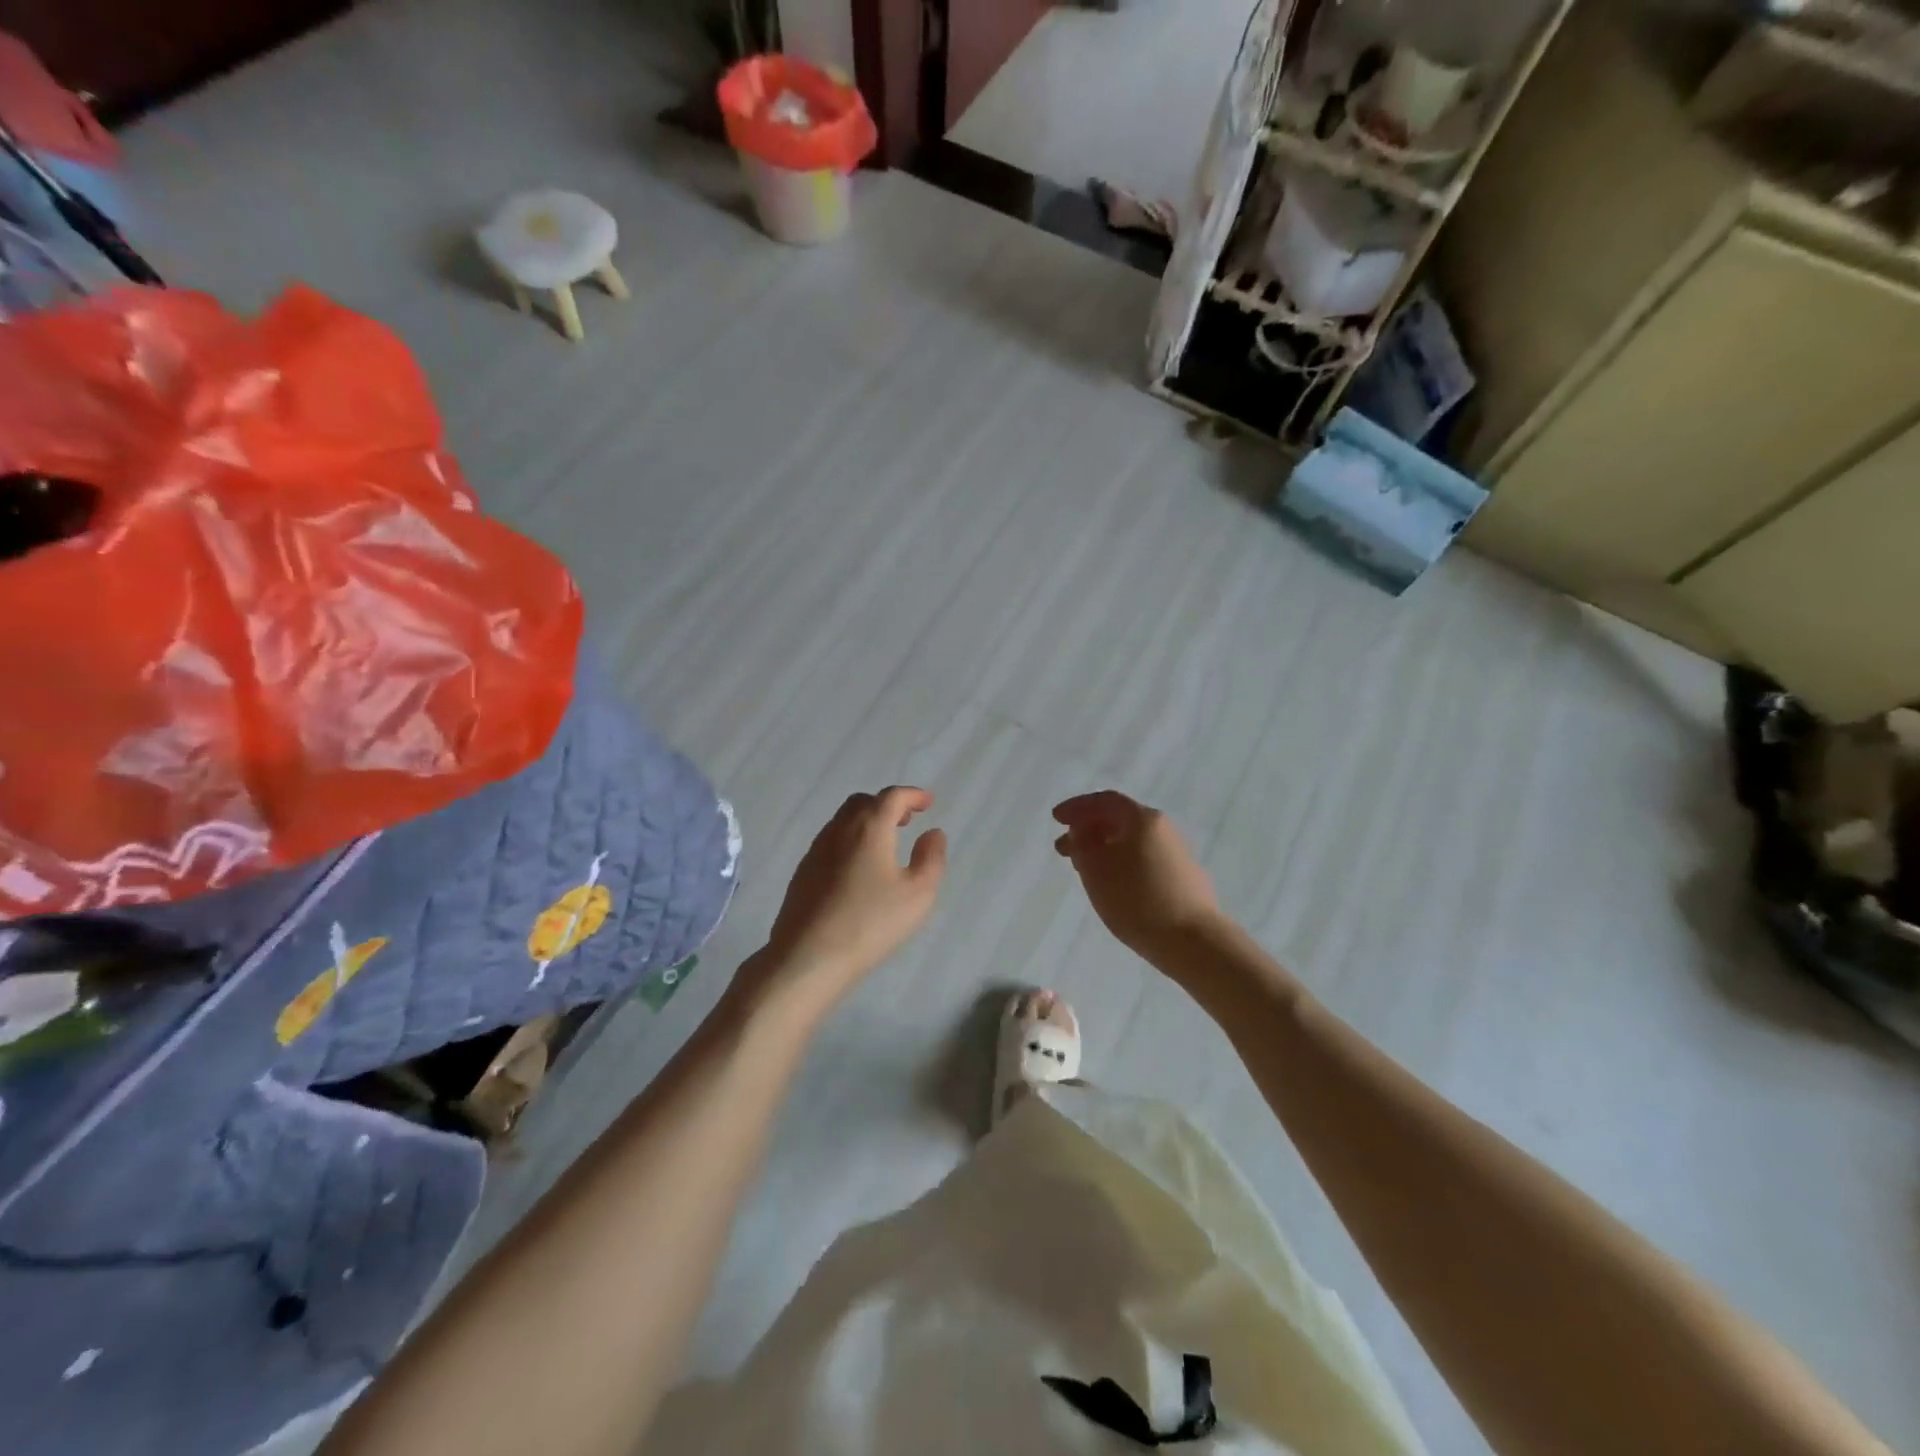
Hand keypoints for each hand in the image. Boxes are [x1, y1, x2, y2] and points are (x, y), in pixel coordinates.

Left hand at [757, 786, 946, 1014]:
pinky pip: (831, 842)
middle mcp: (839, 830)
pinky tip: (858, 868)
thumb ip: (931, 858)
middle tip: (906, 820)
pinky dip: (850, 840)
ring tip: (885, 843)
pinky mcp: (803, 872)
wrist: (808, 956)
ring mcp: (816, 850)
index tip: (928, 802)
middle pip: (863, 802)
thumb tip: (933, 833)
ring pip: (843, 821)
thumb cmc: (870, 923)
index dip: (912, 795)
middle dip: (887, 804)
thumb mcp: (918, 894)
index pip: (892, 797)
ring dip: (867, 822)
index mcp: (870, 828)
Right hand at [1053, 791, 1219, 956]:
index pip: (1105, 801)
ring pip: (1131, 842)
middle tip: (1063, 848)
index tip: (1056, 819)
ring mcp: (1176, 854)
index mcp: (1143, 819)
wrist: (1192, 940)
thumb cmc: (1136, 898)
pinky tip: (1114, 885)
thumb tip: (1082, 830)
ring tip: (1084, 869)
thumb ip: (1082, 843)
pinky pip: (1144, 860)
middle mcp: (1163, 829)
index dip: (1077, 807)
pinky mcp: (1183, 879)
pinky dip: (1121, 863)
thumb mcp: (1095, 868)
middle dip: (1087, 830)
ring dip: (1103, 849)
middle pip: (1119, 820)